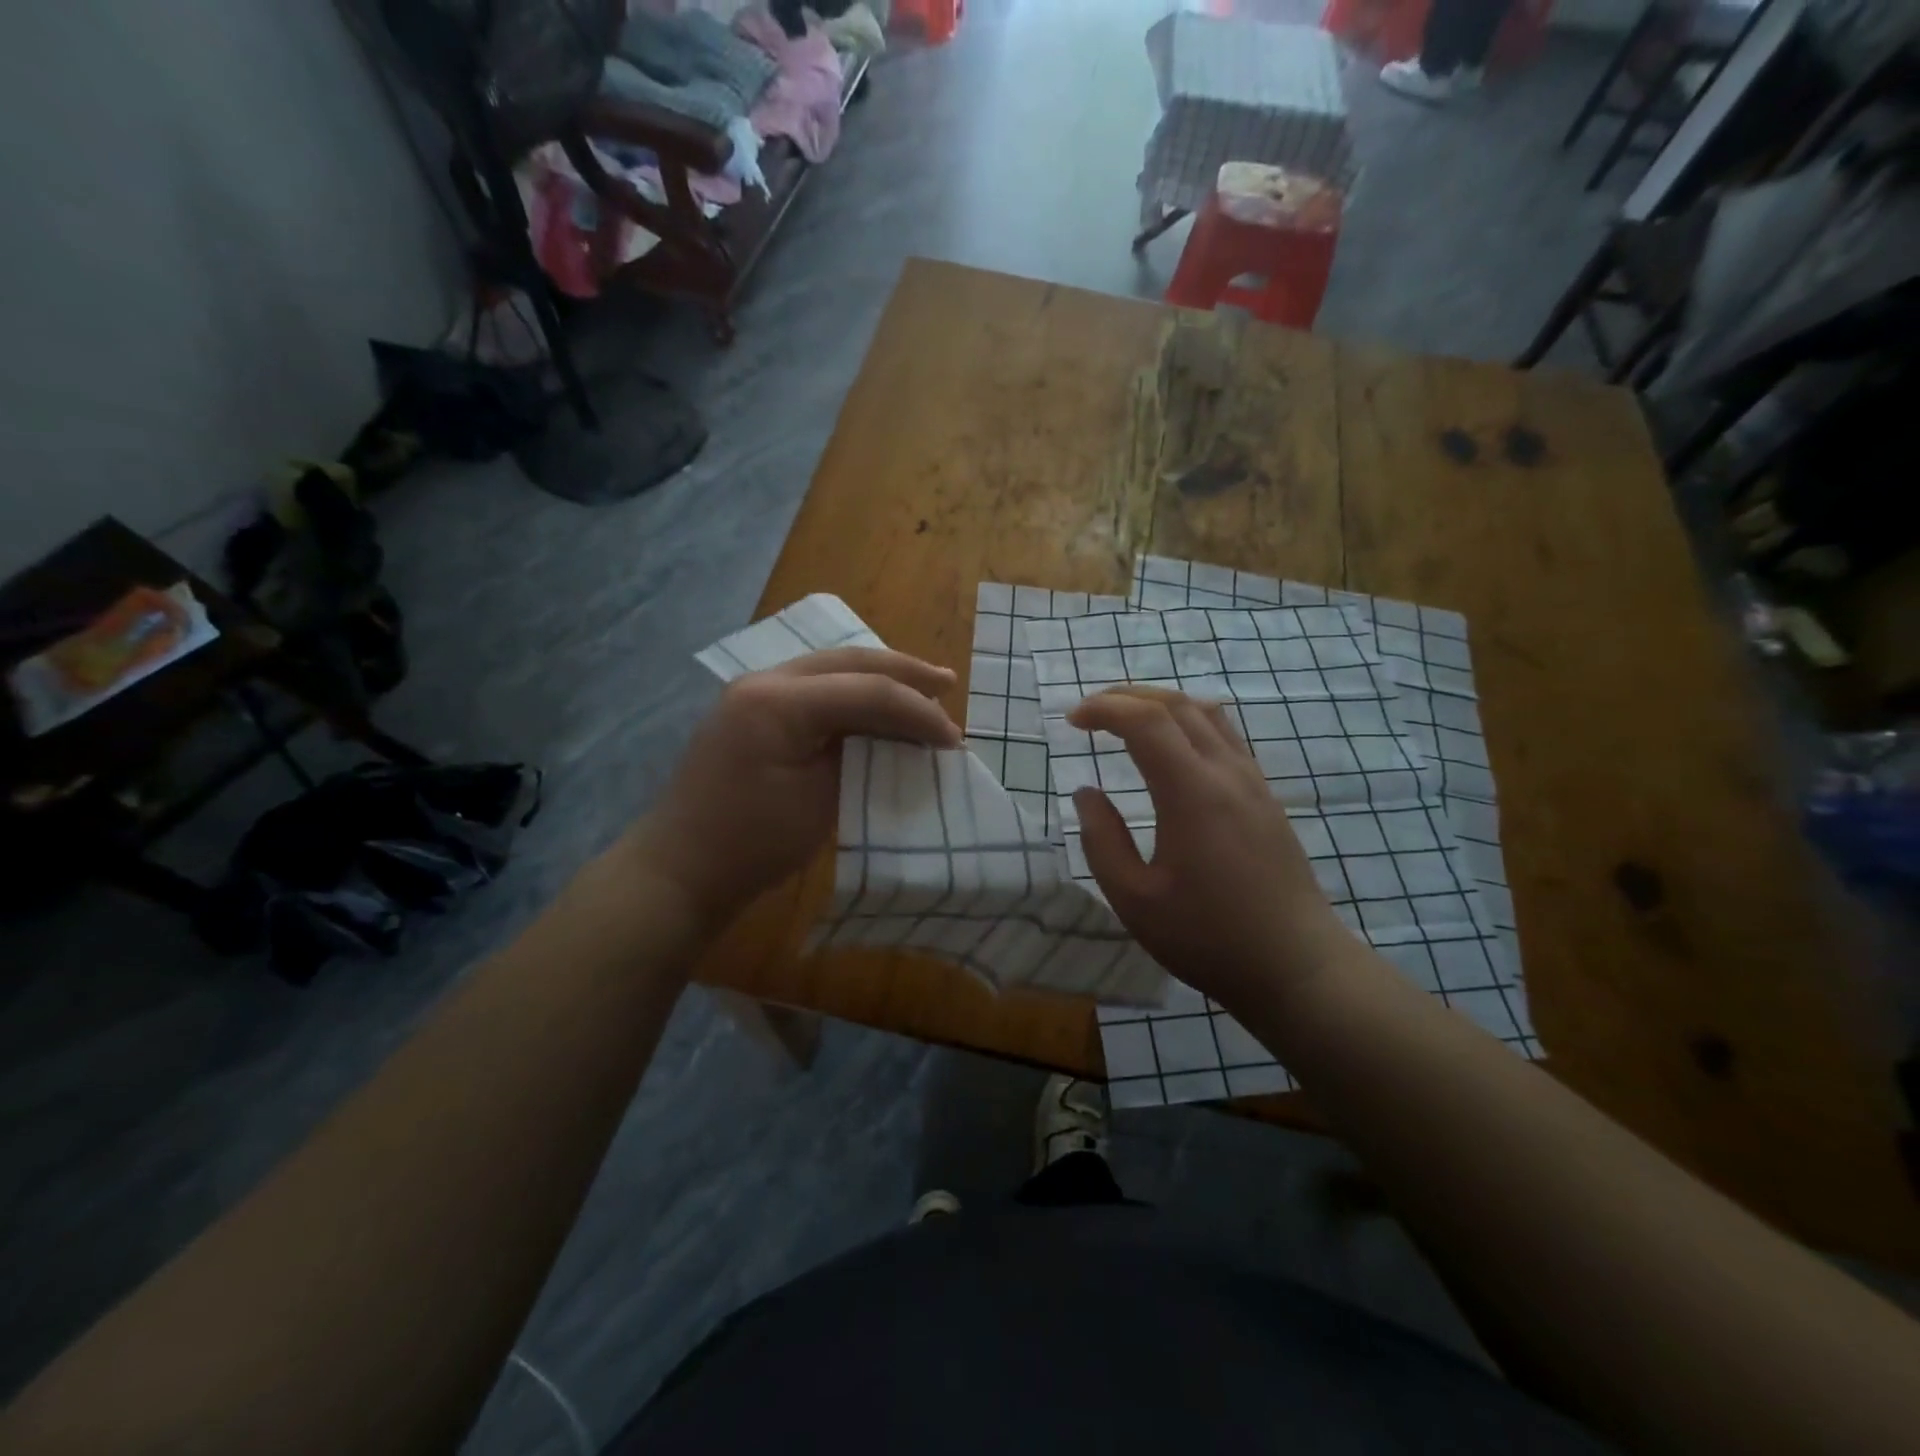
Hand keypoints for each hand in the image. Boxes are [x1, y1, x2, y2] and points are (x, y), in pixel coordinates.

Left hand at [629, 648, 960, 932]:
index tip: (953, 740)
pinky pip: (815, 687)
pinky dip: (853, 693)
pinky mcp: (753, 710)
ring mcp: (754, 692)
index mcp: (778, 701)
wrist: (681, 870)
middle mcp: (765, 681)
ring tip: (924, 688)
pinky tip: (877, 703)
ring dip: (880, 678)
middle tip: (948, 683)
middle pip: (850, 661)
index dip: (917, 711)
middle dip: (904, 672)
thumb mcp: (820, 801)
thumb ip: (863, 754)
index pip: (866, 689)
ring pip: (832, 667)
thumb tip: (902, 737)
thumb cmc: (752, 844)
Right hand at [1068, 687, 1355, 1013]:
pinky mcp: (1265, 796)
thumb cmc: (1208, 938)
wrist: (1296, 967)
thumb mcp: (1135, 900)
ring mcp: (1253, 781)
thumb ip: (1102, 841)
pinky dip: (1187, 722)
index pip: (1146, 721)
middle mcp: (1227, 773)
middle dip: (1127, 696)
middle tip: (1090, 712)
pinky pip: (1225, 736)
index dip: (1104, 709)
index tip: (1072, 721)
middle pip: (1177, 705)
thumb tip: (1086, 793)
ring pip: (1206, 714)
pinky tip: (1172, 749)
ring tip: (1127, 720)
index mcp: (1192, 793)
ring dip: (1161, 704)